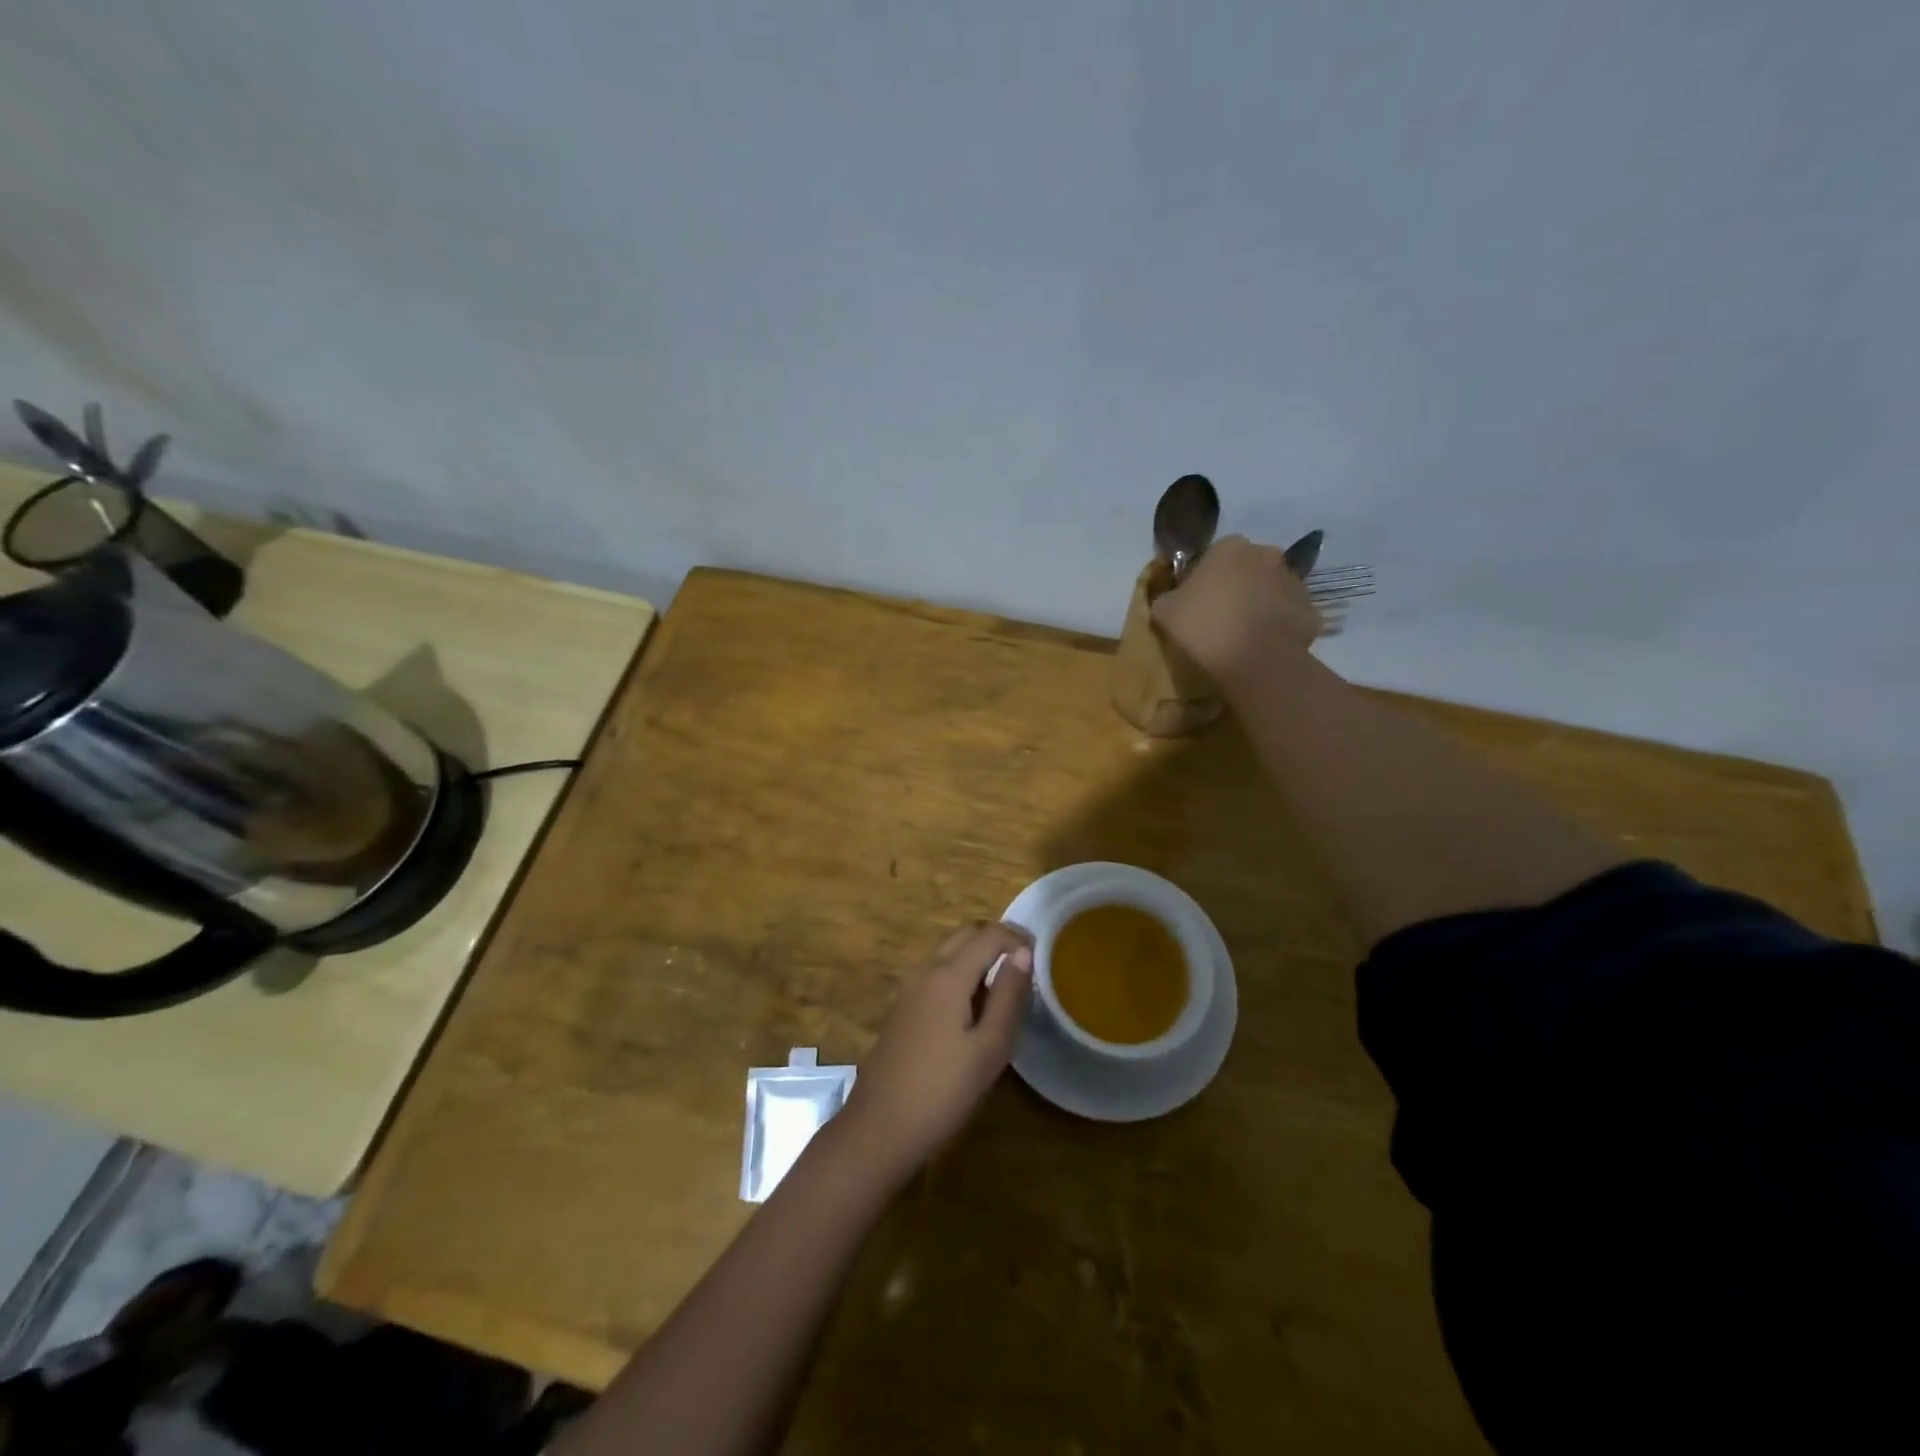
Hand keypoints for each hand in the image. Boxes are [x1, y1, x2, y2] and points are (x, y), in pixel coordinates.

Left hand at [839, 922, 1032, 1181]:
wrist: (880, 1127)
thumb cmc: (943, 1090)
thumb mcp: (990, 1048)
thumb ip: (1008, 995)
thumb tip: (1023, 953)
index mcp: (948, 974)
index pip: (988, 935)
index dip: (1017, 938)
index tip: (1041, 956)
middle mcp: (925, 970)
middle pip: (965, 934)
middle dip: (996, 939)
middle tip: (1024, 966)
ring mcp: (909, 988)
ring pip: (948, 951)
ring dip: (977, 955)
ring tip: (1004, 987)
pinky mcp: (902, 1007)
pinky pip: (936, 972)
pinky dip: (960, 972)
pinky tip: (974, 1007)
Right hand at [1151, 534, 1322, 685]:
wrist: (1255, 661)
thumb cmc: (1203, 627)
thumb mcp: (1164, 611)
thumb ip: (1167, 596)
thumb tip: (1173, 597)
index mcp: (1229, 547)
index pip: (1212, 555)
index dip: (1203, 578)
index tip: (1195, 603)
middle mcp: (1266, 554)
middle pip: (1246, 568)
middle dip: (1236, 586)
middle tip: (1219, 618)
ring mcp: (1294, 581)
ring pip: (1269, 589)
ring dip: (1258, 604)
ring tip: (1242, 635)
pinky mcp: (1310, 609)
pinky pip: (1287, 614)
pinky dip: (1276, 625)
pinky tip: (1262, 646)